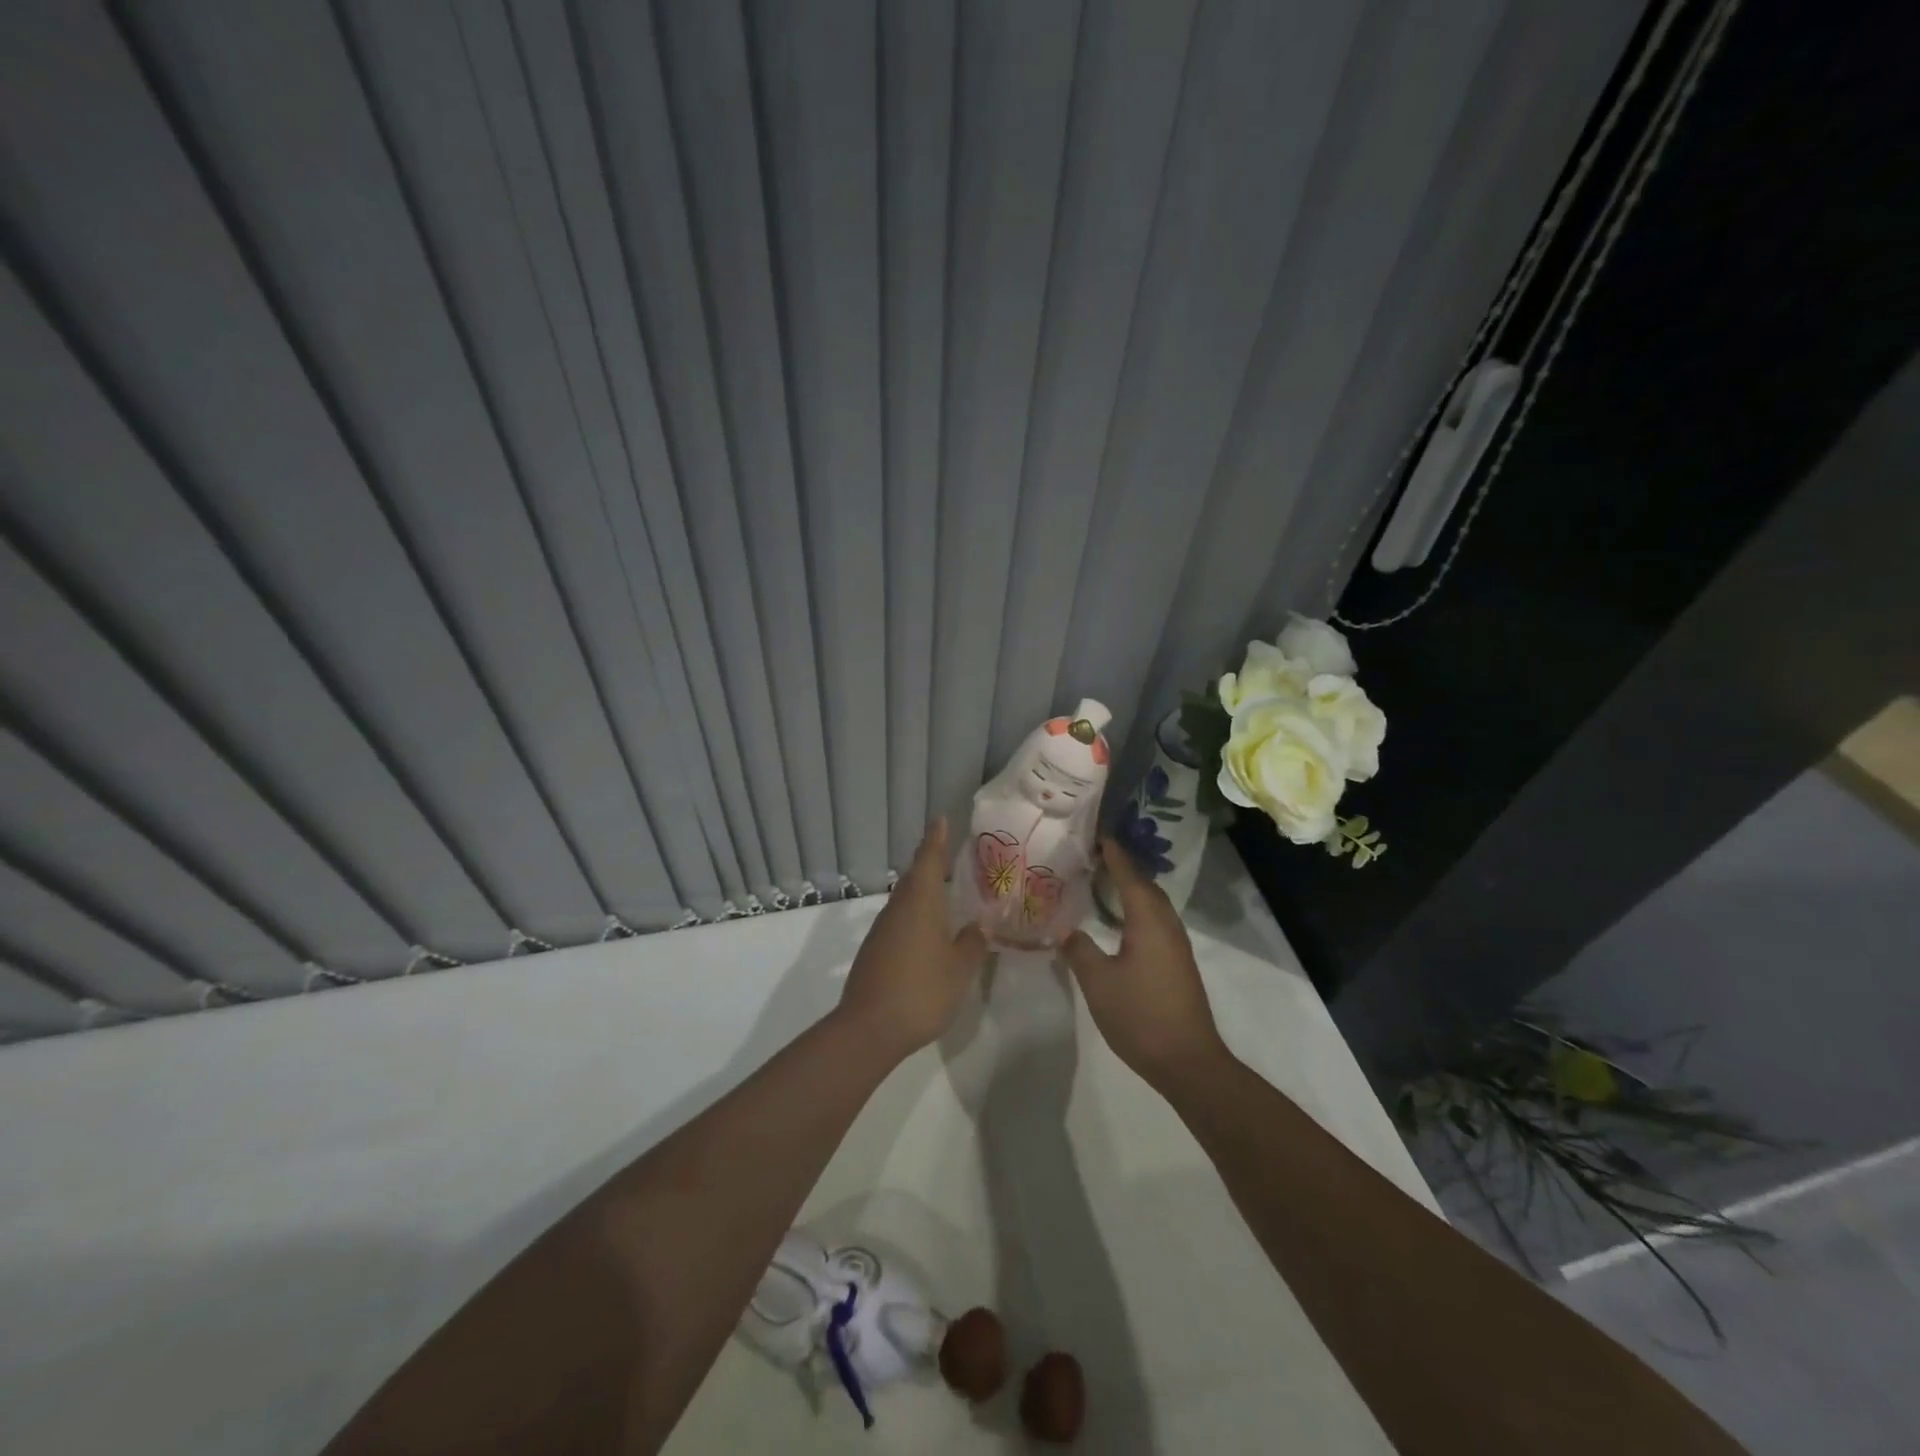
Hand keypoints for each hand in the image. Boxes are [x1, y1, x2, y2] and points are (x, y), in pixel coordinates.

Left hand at [837, 819, 989, 1063]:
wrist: (869, 1028)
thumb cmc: (922, 991)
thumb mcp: (960, 969)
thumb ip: (972, 944)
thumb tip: (978, 927)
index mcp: (921, 902)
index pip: (929, 860)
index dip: (936, 839)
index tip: (941, 819)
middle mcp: (898, 908)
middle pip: (916, 878)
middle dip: (932, 864)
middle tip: (952, 856)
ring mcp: (882, 930)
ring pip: (906, 901)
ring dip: (924, 893)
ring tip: (947, 895)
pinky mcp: (874, 951)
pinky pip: (899, 921)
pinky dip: (916, 917)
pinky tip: (929, 933)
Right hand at [1062, 840, 1226, 1084]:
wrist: (1187, 1061)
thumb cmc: (1140, 1015)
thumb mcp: (1098, 982)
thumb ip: (1079, 950)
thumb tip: (1064, 930)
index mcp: (1148, 921)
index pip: (1129, 876)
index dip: (1114, 855)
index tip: (1097, 835)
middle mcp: (1167, 925)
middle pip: (1145, 886)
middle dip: (1122, 868)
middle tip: (1093, 857)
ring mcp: (1176, 946)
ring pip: (1153, 905)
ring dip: (1131, 889)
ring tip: (1102, 883)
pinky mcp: (1177, 963)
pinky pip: (1156, 922)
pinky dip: (1137, 910)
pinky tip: (1120, 922)